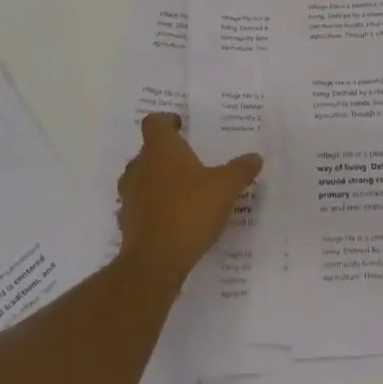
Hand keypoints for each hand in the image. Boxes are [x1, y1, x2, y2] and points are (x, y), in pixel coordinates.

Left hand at [116, 113, 262, 291]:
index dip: (167, 121)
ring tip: (183, 191)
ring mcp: (129, 196)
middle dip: (167, 154)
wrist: (155, 262)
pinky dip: (153, 208)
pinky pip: (140, 206)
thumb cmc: (190, 211)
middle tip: (190, 161)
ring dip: (158, 181)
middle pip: (148, 151)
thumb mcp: (225, 188)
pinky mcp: (127, 222)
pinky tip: (174, 219)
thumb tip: (255, 157)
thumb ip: (240, 170)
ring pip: (142, 178)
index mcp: (160, 150)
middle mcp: (139, 167)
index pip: (154, 122)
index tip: (182, 126)